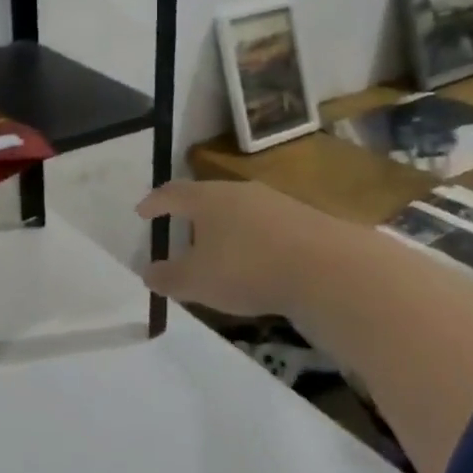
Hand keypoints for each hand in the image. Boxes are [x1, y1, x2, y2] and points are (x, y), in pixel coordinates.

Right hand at [136, 179, 352, 315]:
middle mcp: (238, 191)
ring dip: (226, 227)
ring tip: (221, 250)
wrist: (330, 269)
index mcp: (206, 198)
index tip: (142, 212)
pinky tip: (260, 262)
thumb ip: (168, 277)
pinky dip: (255, 240)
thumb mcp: (198, 281)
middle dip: (192, 214)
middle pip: (207, 197)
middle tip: (182, 231)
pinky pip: (267, 226)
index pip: (171, 193)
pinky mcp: (305, 220)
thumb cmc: (248, 268)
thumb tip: (147, 272)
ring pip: (239, 210)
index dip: (154, 202)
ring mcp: (275, 202)